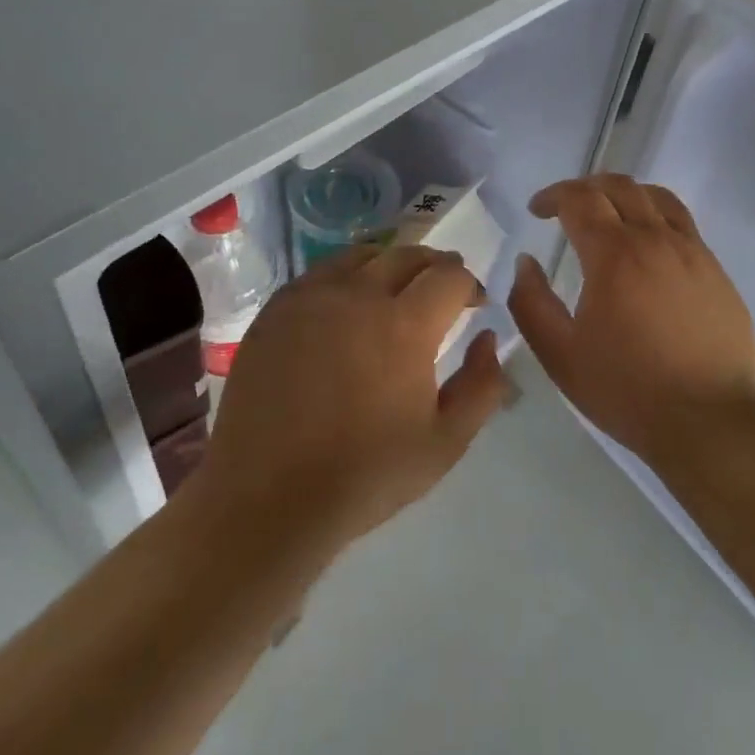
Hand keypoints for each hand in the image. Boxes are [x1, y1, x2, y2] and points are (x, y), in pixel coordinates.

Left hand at [189, 245, 509, 553]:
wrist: (268, 498)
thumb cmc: (365, 475)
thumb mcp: (446, 443)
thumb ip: (481, 385)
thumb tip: (486, 338)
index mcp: (404, 325)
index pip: (449, 276)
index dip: (470, 285)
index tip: (474, 305)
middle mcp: (357, 296)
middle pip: (407, 256)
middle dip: (435, 266)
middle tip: (442, 289)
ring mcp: (310, 297)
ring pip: (362, 256)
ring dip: (390, 264)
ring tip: (397, 289)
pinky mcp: (275, 310)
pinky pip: (320, 273)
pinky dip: (346, 276)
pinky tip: (346, 304)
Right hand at [508, 174, 754, 463]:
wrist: (713, 421)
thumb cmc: (628, 390)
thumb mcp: (560, 355)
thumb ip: (532, 303)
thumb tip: (527, 262)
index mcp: (614, 254)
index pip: (579, 199)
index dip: (552, 196)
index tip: (537, 210)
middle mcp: (655, 239)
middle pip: (619, 186)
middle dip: (585, 187)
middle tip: (565, 207)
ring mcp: (692, 252)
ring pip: (657, 197)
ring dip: (624, 194)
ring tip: (608, 214)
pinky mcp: (716, 270)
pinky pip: (682, 223)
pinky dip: (655, 216)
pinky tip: (647, 247)